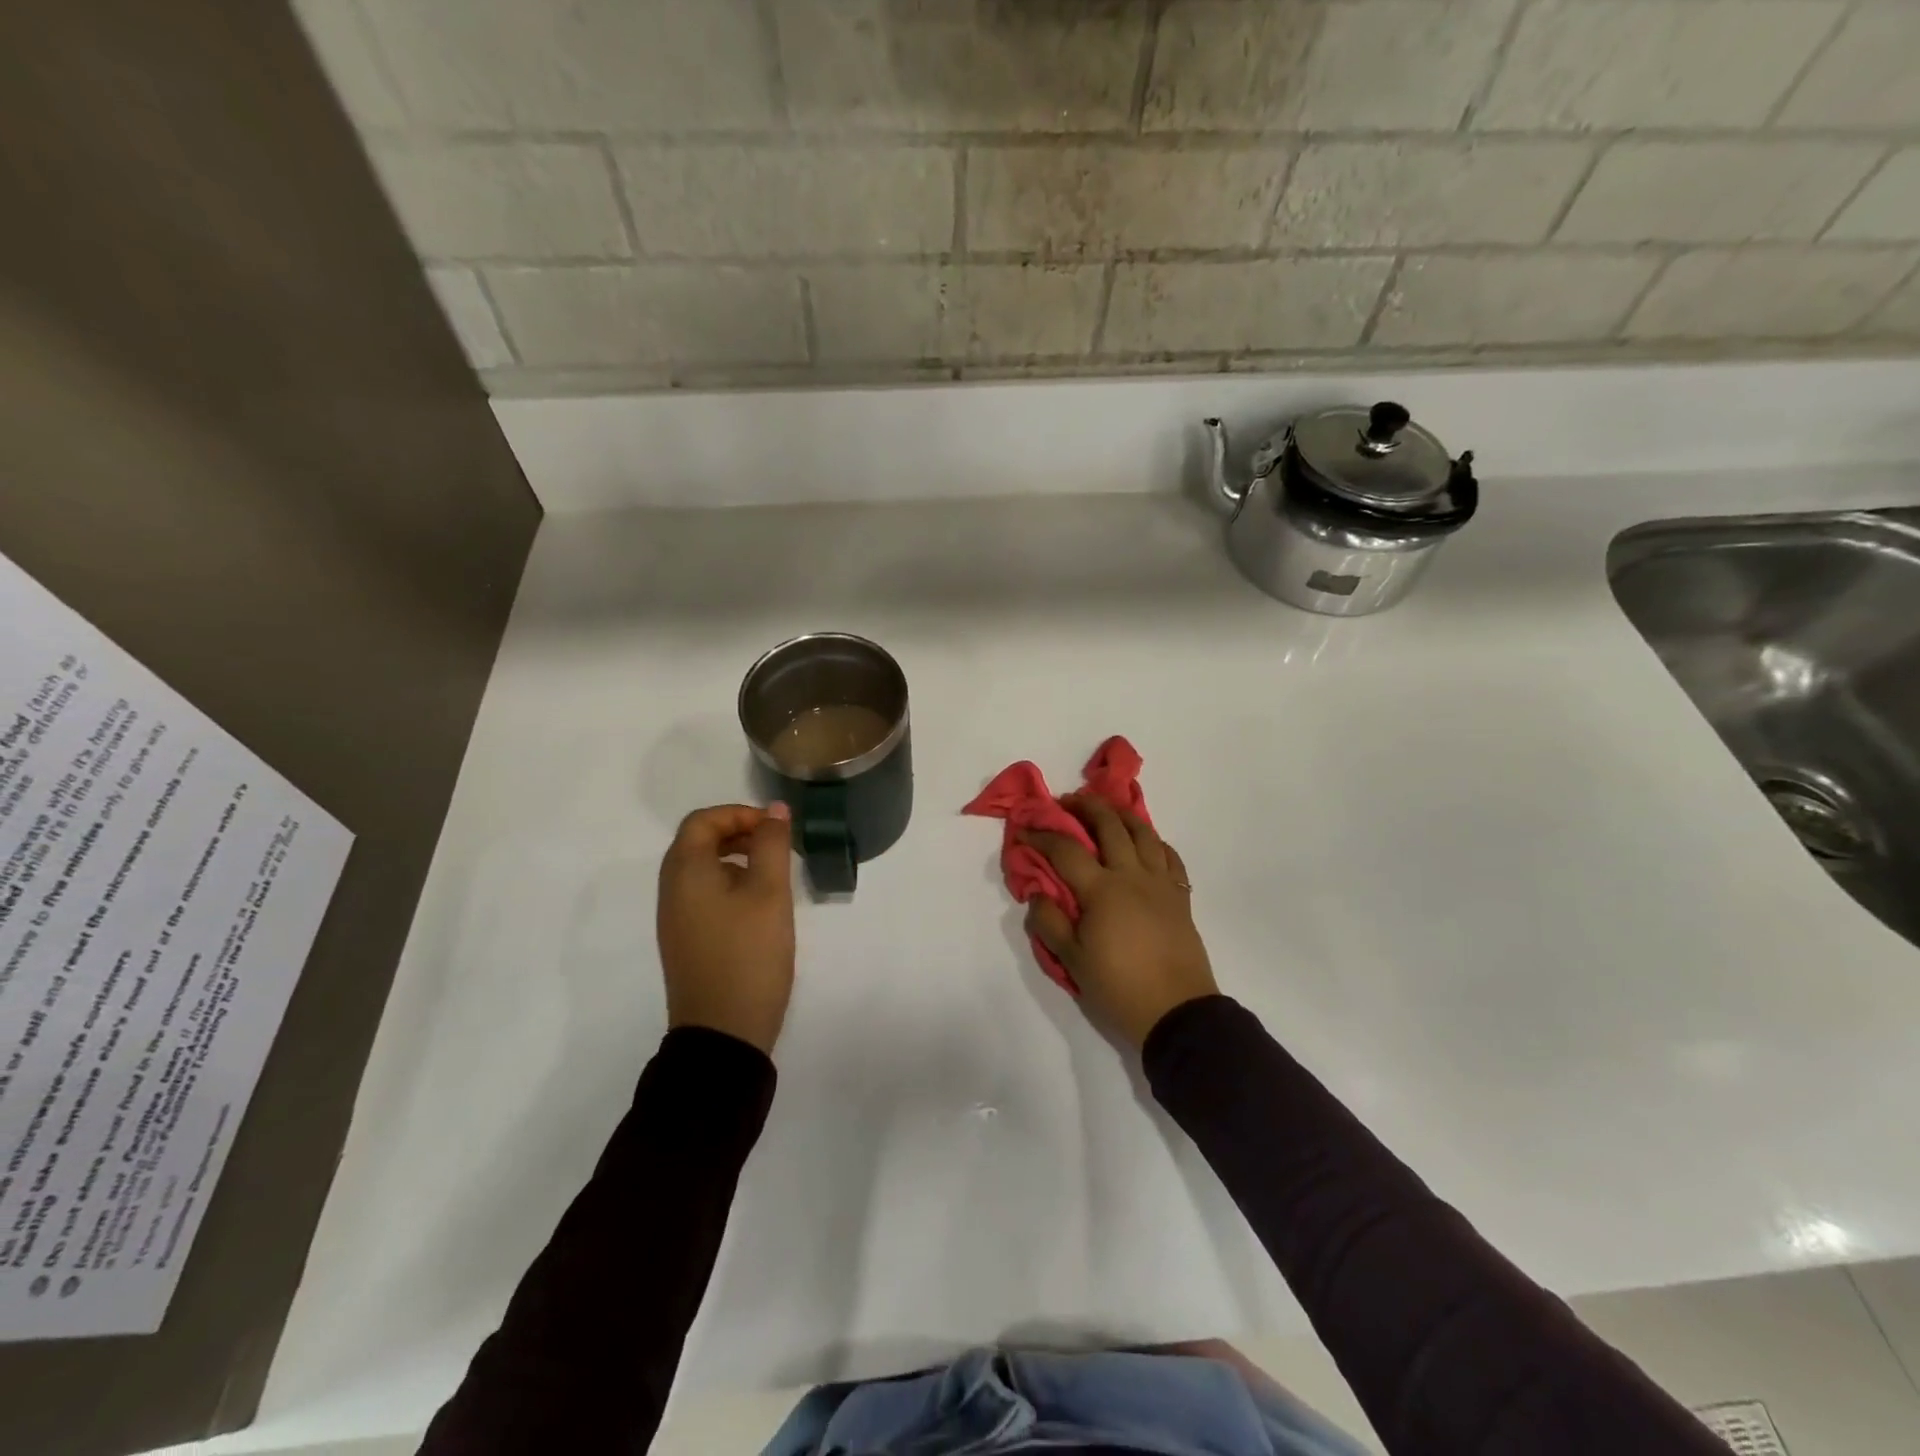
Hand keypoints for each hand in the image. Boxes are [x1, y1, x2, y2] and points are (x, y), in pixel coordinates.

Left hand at [656, 803, 795, 1054]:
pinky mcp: (686, 940)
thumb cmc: (748, 954)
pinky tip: (759, 906)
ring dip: (736, 858)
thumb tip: (775, 809)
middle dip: (739, 833)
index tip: (776, 828)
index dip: (739, 813)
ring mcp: (676, 918)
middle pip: (698, 842)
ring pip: (702, 869)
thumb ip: (772, 844)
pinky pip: (703, 894)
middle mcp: (672, 889)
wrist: (723, 1032)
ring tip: (774, 874)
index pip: (703, 820)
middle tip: (777, 846)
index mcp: (685, 871)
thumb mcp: (769, 892)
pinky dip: (730, 883)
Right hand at [1023, 796, 1218, 1049]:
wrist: (1177, 1012)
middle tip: (1067, 802)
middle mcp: (1132, 876)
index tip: (1025, 829)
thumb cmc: (1119, 987)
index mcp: (1102, 890)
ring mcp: (1161, 883)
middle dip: (1085, 807)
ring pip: (1144, 832)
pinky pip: (1169, 856)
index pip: (1066, 850)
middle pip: (1109, 825)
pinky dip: (1154, 841)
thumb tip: (1038, 893)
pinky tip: (1145, 842)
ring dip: (1122, 814)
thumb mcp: (1072, 961)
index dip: (1042, 835)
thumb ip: (1049, 922)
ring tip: (1107, 809)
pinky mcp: (1180, 896)